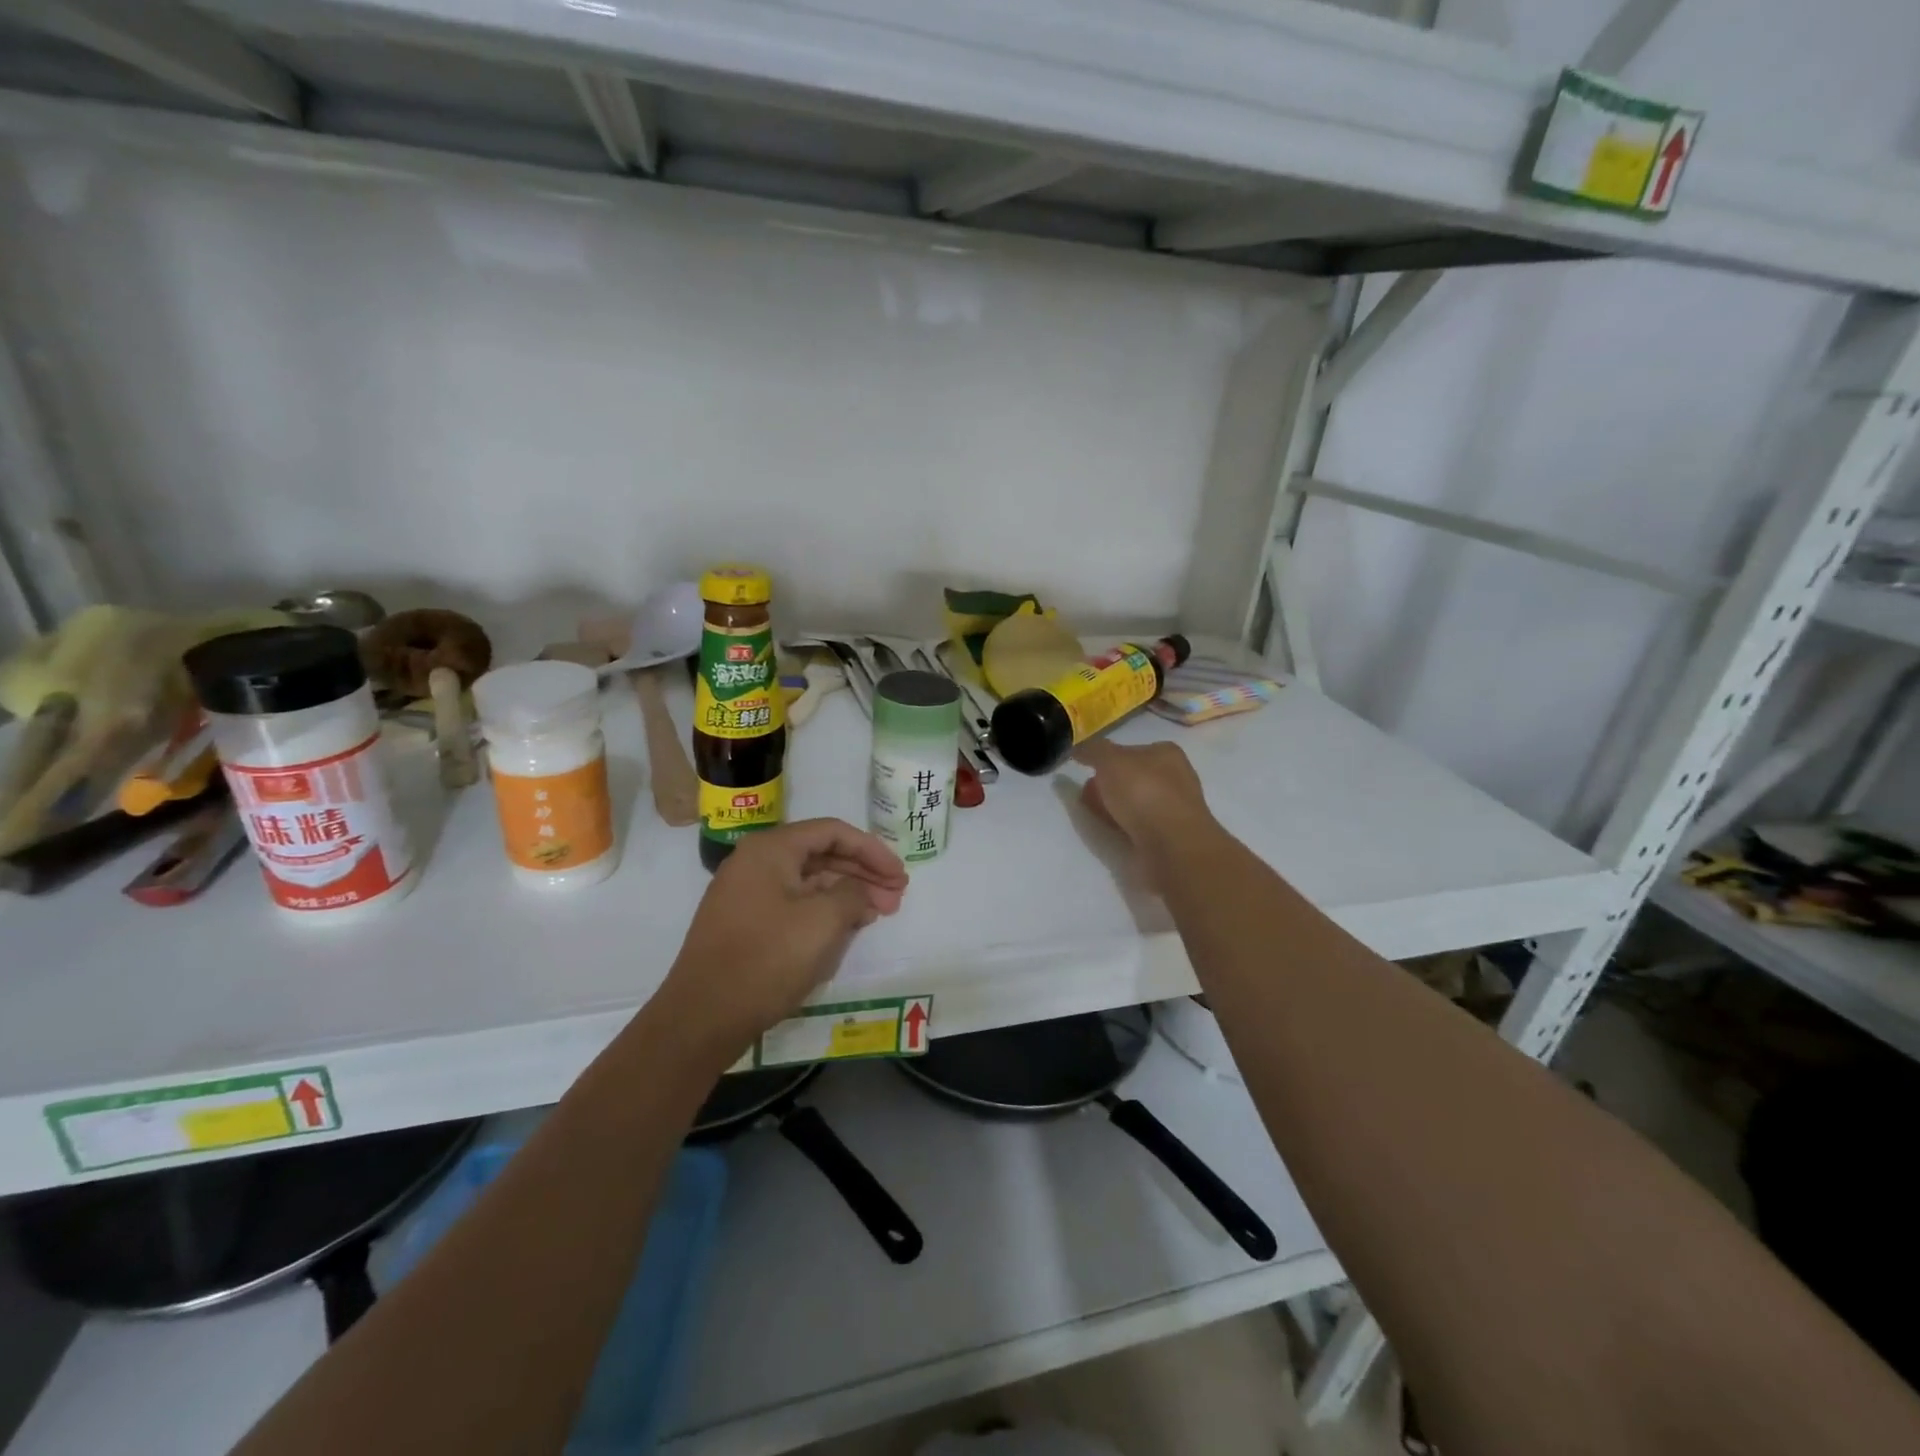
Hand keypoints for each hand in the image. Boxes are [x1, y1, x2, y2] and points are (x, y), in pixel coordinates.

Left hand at [660, 819, 908, 1049]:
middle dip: (863, 874)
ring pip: (808, 882)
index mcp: (771, 849)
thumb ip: (852, 894)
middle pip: (821, 855)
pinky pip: (793, 905)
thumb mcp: (823, 921)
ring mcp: (746, 894)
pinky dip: (823, 912)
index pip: (833, 832)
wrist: (701, 1017)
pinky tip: (846, 928)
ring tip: (877, 914)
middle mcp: (755, 862)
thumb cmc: (767, 959)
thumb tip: (857, 891)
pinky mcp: (745, 924)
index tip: (899, 874)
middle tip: (896, 897)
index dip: (872, 850)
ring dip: (846, 894)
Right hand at [1076, 740, 1218, 887]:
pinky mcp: (1169, 837)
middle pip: (1131, 778)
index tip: (1087, 770)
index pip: (1130, 750)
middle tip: (1087, 795)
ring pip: (1134, 804)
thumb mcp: (1110, 760)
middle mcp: (1174, 778)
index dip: (1106, 759)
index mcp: (1167, 754)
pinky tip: (1113, 833)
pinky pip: (1138, 827)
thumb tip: (1077, 748)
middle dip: (1106, 786)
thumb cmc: (1144, 793)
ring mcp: (1173, 810)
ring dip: (1113, 809)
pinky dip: (1123, 828)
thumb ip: (1092, 750)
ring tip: (1095, 816)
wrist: (1172, 847)